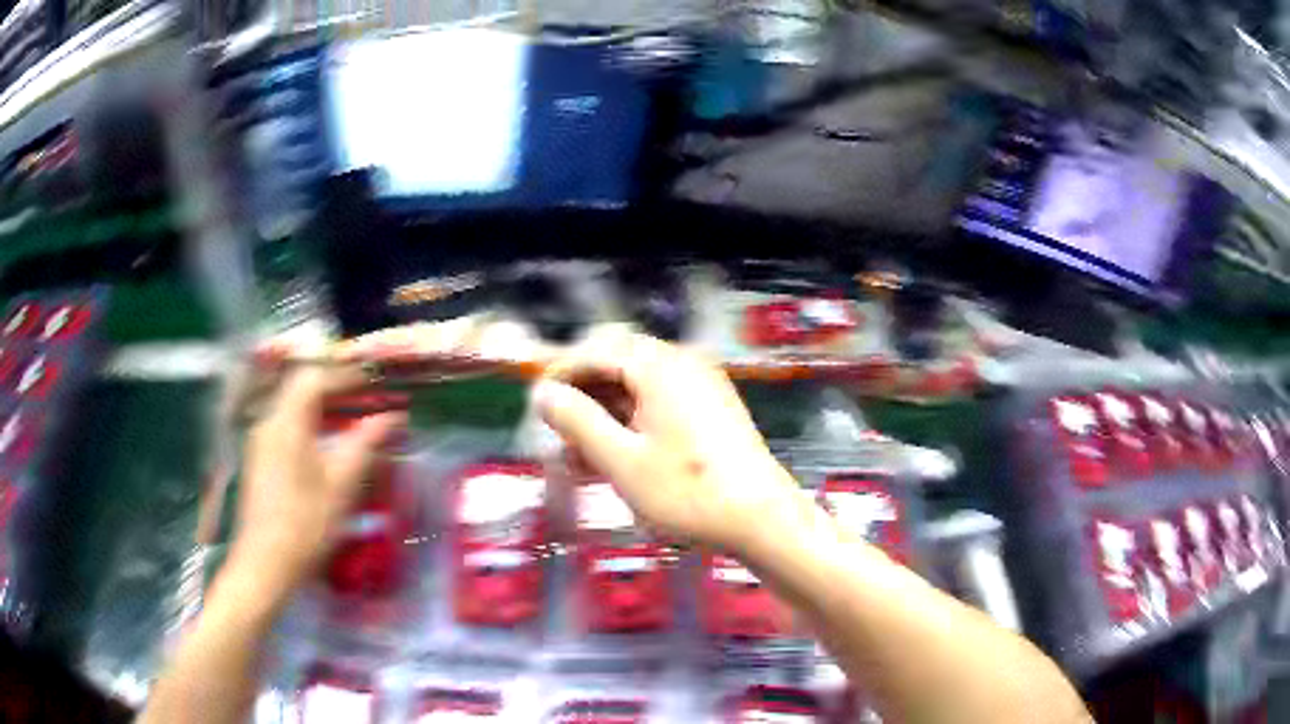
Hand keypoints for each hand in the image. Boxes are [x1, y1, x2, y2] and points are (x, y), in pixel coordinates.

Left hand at [228, 368, 403, 603]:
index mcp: (286, 422)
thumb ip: (365, 443)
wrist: (265, 564)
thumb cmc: (305, 523)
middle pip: (300, 388)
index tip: (375, 382)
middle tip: (366, 398)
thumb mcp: (341, 484)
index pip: (315, 378)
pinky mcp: (260, 460)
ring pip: (292, 408)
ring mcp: (261, 442)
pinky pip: (286, 426)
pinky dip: (310, 424)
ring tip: (352, 419)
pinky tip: (326, 445)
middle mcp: (269, 422)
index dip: (346, 375)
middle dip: (335, 388)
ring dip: (322, 407)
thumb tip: (391, 416)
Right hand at [535, 333, 799, 549]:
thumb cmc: (688, 492)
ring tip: (581, 459)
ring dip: (605, 417)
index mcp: (661, 366)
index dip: (561, 374)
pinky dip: (632, 426)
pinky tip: (615, 461)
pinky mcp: (711, 411)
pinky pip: (660, 405)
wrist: (762, 520)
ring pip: (637, 389)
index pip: (597, 351)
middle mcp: (683, 365)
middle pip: (618, 366)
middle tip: (559, 436)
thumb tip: (543, 393)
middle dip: (584, 398)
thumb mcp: (621, 460)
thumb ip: (577, 421)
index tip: (538, 407)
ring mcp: (702, 387)